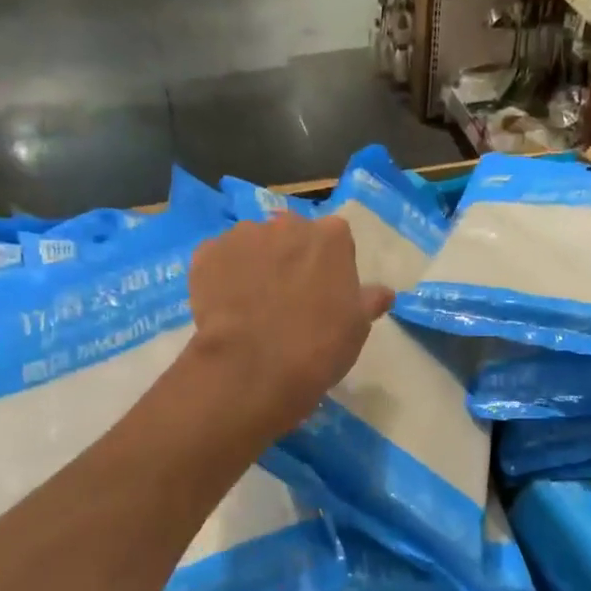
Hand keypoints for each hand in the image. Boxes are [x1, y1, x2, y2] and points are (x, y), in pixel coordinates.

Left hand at [188, 214, 392, 432]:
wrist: (254, 367)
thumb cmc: (319, 346)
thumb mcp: (357, 326)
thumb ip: (368, 300)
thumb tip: (384, 293)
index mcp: (331, 236)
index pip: (334, 238)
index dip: (327, 264)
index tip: (323, 291)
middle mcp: (287, 224)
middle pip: (290, 234)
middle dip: (288, 256)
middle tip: (286, 296)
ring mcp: (243, 235)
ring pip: (251, 244)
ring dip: (253, 263)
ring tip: (250, 303)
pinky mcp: (206, 253)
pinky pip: (217, 259)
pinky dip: (220, 275)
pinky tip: (224, 306)